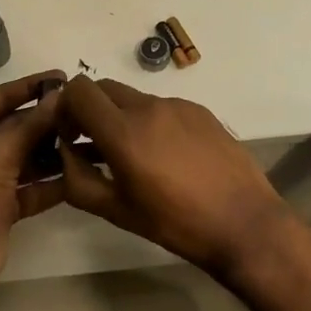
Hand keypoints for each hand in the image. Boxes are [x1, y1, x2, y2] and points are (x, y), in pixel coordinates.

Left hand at [0, 70, 65, 299]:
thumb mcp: (1, 149)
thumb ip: (34, 124)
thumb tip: (61, 95)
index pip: (0, 97)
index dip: (30, 86)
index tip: (63, 77)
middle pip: (16, 127)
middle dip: (47, 120)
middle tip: (84, 111)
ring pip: (27, 158)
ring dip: (54, 151)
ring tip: (89, 139)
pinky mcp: (3, 206)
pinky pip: (32, 188)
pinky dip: (53, 182)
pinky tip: (81, 173)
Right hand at [57, 77, 292, 278]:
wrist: (244, 222)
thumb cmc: (176, 223)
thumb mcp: (116, 211)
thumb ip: (77, 179)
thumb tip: (65, 152)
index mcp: (123, 132)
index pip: (78, 90)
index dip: (65, 108)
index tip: (71, 136)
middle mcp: (148, 107)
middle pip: (103, 88)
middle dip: (91, 110)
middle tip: (95, 144)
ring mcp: (177, 105)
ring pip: (134, 98)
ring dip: (122, 117)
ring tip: (136, 156)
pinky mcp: (200, 110)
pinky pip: (162, 106)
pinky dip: (152, 122)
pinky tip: (168, 156)